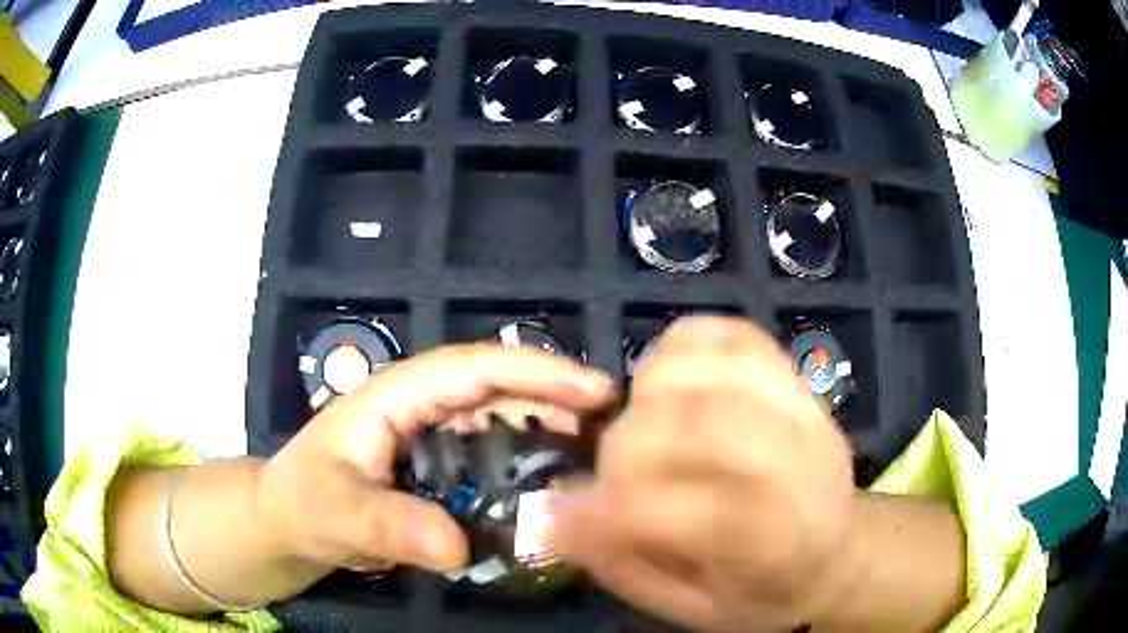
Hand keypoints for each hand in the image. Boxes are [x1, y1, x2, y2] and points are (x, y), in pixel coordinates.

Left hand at [257, 344, 614, 574]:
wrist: (289, 522)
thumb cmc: (303, 502)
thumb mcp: (335, 511)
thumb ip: (387, 523)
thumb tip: (457, 544)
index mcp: (398, 394)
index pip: (475, 369)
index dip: (538, 373)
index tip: (596, 391)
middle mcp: (423, 405)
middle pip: (501, 387)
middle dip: (559, 396)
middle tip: (615, 427)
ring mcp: (434, 434)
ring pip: (504, 418)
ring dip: (552, 427)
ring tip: (600, 453)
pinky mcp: (441, 464)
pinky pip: (496, 454)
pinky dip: (531, 460)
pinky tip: (558, 484)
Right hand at [552, 317, 856, 631]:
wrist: (835, 555)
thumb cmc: (763, 592)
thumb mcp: (695, 611)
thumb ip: (628, 567)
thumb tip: (563, 518)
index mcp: (780, 543)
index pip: (695, 514)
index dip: (614, 511)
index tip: (564, 518)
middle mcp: (801, 468)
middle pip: (707, 426)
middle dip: (630, 446)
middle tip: (608, 474)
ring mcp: (806, 413)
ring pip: (722, 369)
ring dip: (655, 389)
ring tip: (639, 423)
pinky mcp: (797, 381)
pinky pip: (739, 337)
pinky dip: (688, 342)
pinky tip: (666, 375)